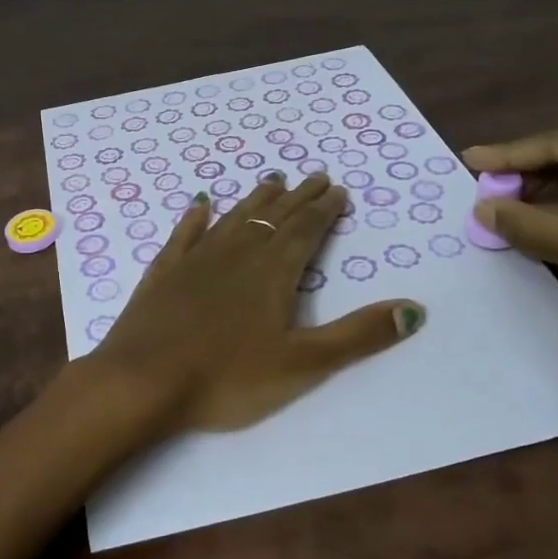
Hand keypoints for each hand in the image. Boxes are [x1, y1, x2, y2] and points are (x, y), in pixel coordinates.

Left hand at [85, 174, 424, 431]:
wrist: (142, 382)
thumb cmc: (226, 378)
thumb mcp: (302, 364)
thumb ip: (358, 336)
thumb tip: (415, 309)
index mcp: (273, 272)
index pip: (306, 230)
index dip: (325, 210)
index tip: (338, 190)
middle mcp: (237, 254)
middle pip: (273, 217)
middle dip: (298, 197)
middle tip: (315, 176)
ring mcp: (195, 260)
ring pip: (233, 218)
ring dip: (255, 199)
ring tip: (272, 179)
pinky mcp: (163, 273)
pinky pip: (184, 235)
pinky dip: (196, 218)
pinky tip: (200, 204)